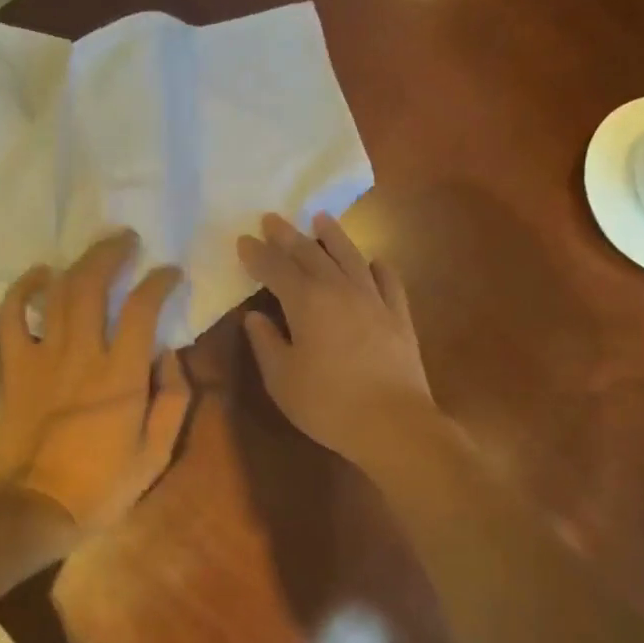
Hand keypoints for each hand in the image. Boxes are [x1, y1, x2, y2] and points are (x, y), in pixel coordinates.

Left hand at [0, 231, 191, 539]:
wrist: (36, 508)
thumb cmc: (103, 485)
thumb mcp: (157, 453)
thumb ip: (173, 399)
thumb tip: (171, 354)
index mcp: (121, 376)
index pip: (142, 309)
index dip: (159, 281)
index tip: (170, 271)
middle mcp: (81, 355)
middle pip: (92, 285)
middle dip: (111, 254)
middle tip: (127, 239)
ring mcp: (43, 357)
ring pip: (57, 293)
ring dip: (77, 263)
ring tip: (96, 249)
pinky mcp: (16, 367)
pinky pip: (11, 318)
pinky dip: (21, 290)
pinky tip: (38, 275)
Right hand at [237, 212, 442, 469]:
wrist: (393, 423)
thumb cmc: (327, 404)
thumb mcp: (282, 379)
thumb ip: (266, 342)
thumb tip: (254, 316)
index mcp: (306, 302)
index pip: (275, 269)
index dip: (257, 254)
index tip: (244, 240)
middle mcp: (340, 290)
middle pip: (311, 254)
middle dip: (288, 236)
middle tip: (273, 219)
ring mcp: (374, 300)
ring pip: (351, 257)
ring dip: (333, 236)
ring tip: (321, 219)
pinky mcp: (399, 316)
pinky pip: (389, 281)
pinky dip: (378, 267)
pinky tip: (374, 261)